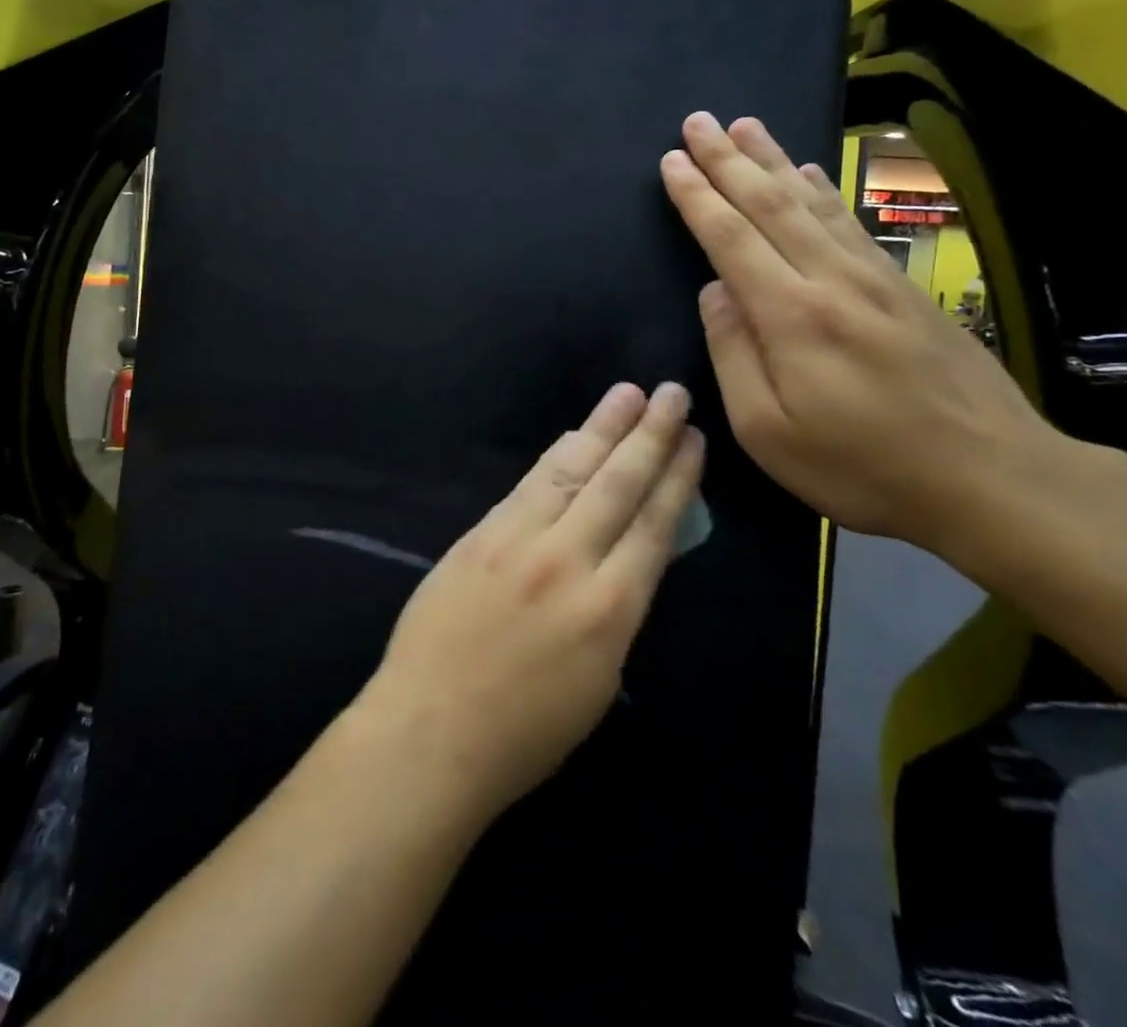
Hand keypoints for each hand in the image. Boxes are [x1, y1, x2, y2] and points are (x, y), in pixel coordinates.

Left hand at [354, 383, 702, 821]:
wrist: (432, 728)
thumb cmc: (524, 730)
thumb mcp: (598, 680)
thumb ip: (616, 609)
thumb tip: (627, 555)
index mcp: (611, 609)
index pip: (654, 525)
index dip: (677, 478)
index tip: (694, 441)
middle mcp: (569, 561)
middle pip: (618, 483)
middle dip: (650, 435)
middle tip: (673, 394)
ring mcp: (518, 540)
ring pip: (570, 471)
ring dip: (602, 428)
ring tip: (627, 395)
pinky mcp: (480, 534)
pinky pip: (527, 485)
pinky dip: (555, 457)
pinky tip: (571, 436)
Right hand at [659, 111, 1051, 549]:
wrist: (996, 480)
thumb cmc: (864, 467)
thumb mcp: (769, 432)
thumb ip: (734, 354)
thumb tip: (714, 292)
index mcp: (792, 316)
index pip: (730, 238)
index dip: (697, 196)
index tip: (671, 160)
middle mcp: (832, 280)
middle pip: (770, 204)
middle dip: (728, 160)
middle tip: (698, 121)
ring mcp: (875, 279)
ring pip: (812, 202)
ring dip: (772, 160)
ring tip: (745, 126)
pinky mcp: (904, 289)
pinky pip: (849, 222)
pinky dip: (821, 190)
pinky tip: (807, 172)